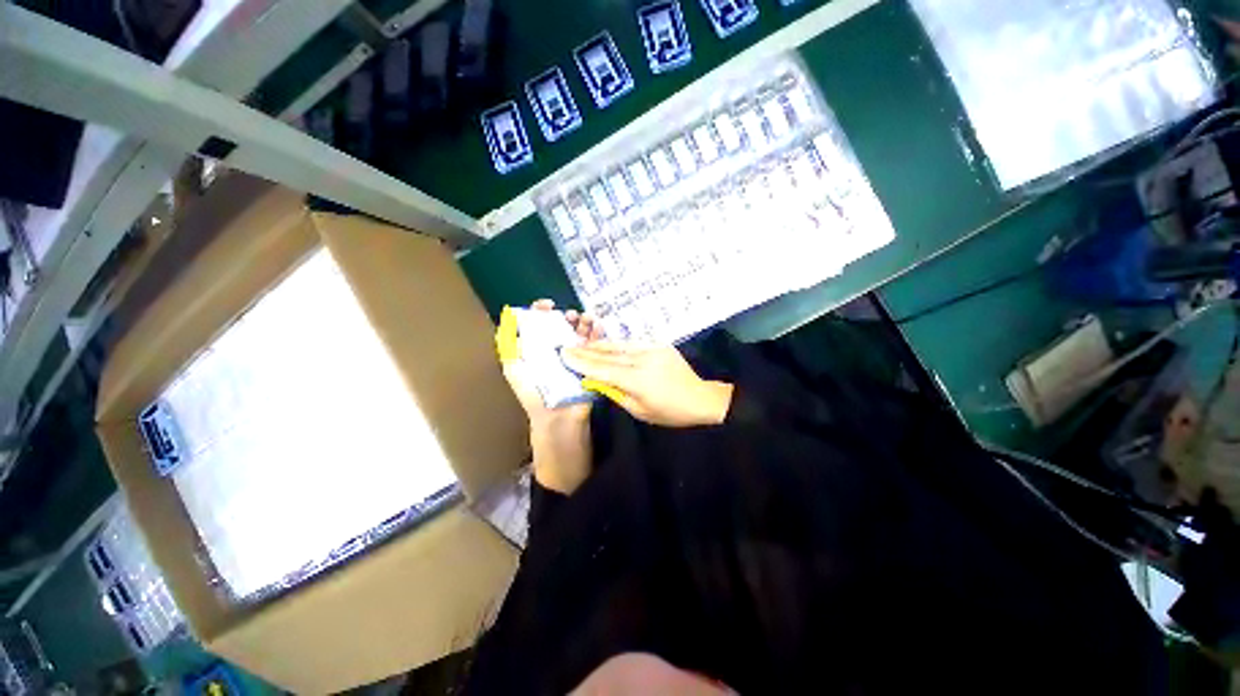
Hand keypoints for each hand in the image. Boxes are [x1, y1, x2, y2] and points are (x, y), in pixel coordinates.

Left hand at [499, 300, 602, 425]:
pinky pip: (596, 343)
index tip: (548, 305)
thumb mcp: (514, 368)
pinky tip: (597, 325)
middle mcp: (557, 348)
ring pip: (581, 331)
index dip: (542, 311)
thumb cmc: (533, 393)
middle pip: (564, 325)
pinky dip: (598, 332)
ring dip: (584, 321)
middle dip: (568, 315)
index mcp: (539, 347)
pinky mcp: (590, 362)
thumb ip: (508, 345)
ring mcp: (576, 355)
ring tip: (586, 318)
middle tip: (571, 315)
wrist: (556, 416)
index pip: (540, 323)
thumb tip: (508, 318)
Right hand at [563, 342, 733, 427]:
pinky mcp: (659, 344)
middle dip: (586, 350)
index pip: (603, 369)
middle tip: (567, 346)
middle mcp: (644, 359)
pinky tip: (606, 344)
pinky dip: (617, 344)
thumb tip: (595, 380)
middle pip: (608, 354)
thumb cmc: (669, 412)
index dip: (582, 362)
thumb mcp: (639, 410)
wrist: (700, 398)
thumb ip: (615, 392)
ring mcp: (653, 349)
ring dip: (599, 344)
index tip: (564, 355)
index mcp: (638, 380)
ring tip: (582, 343)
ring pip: (620, 345)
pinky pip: (633, 342)